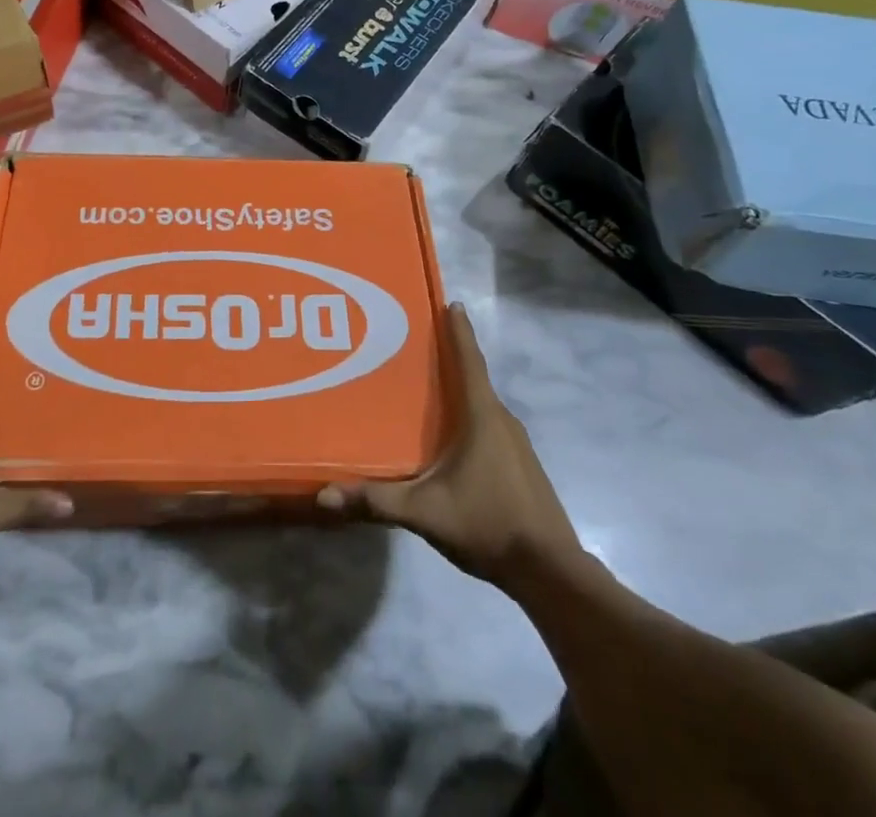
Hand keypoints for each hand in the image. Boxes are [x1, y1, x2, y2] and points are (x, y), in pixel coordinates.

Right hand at [318, 303, 584, 587]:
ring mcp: (516, 444)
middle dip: (449, 358)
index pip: (469, 360)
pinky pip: (490, 426)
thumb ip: (377, 500)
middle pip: (473, 378)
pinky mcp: (520, 465)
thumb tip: (324, 494)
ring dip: (459, 390)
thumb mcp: (425, 512)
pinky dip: (468, 417)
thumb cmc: (488, 524)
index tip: (450, 302)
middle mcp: (503, 420)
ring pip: (482, 404)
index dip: (459, 330)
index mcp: (482, 416)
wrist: (551, 572)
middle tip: (415, 344)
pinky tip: (448, 436)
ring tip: (426, 387)